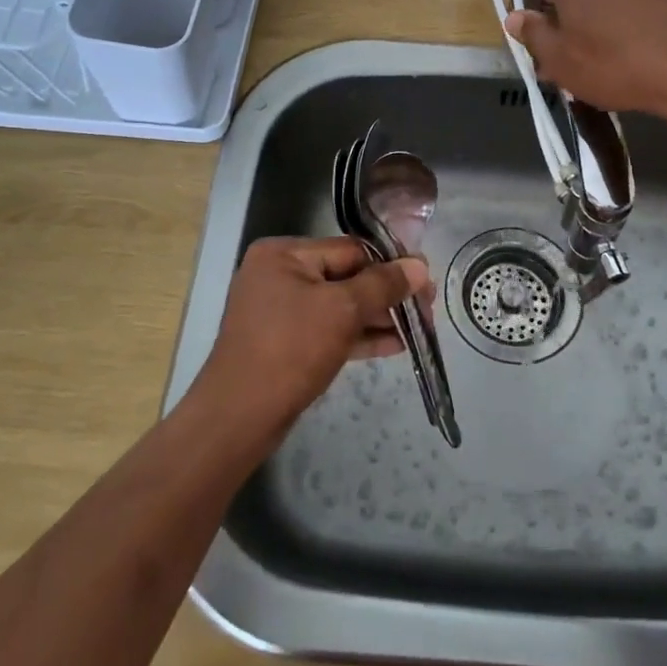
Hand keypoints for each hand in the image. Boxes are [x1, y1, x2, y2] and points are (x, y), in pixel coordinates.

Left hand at [194, 236, 429, 436]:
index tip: (425, 280)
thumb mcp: (343, 310)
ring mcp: (280, 310)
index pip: (349, 249)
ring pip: (340, 306)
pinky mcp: (285, 342)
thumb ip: (383, 285)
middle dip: (386, 295)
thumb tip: (420, 266)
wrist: (240, 416)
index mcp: (283, 254)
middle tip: (426, 309)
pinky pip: (329, 329)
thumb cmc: (291, 349)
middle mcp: (278, 274)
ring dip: (377, 317)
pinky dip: (358, 336)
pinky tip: (395, 345)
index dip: (390, 264)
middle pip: (346, 276)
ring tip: (418, 329)